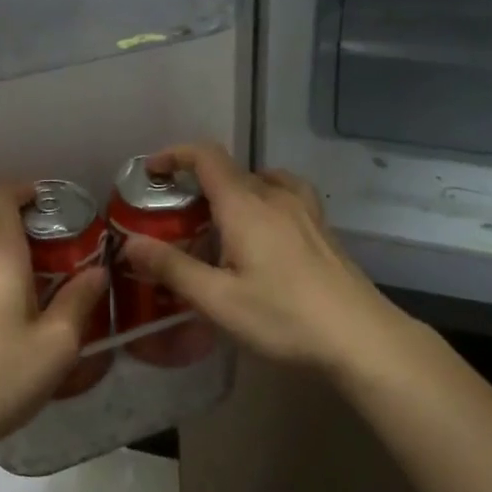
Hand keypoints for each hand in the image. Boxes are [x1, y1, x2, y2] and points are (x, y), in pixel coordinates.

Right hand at [121, 144, 404, 376]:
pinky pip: (284, 196)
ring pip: (260, 182)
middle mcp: (275, 195)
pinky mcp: (322, 228)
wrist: (361, 336)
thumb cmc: (284, 317)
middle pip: (230, 170)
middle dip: (198, 183)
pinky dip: (262, 200)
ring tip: (220, 223)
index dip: (176, 154)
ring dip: (233, 191)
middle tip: (177, 217)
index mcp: (245, 205)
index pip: (206, 157)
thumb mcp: (218, 300)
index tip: (153, 170)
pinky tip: (264, 233)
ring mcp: (304, 209)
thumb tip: (130, 243)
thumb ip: (173, 268)